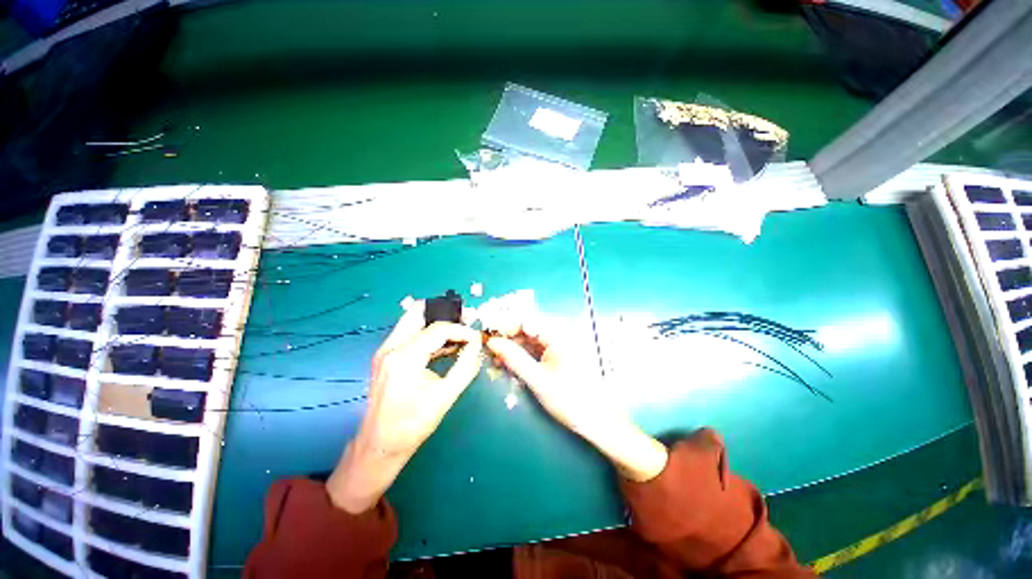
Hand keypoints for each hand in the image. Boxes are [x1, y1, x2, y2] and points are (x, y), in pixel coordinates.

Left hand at [327, 301, 483, 512]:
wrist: (380, 445)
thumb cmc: (413, 424)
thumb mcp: (446, 395)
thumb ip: (466, 366)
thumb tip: (477, 345)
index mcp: (405, 356)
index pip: (439, 329)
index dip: (462, 330)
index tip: (476, 337)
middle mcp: (391, 346)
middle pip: (418, 312)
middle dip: (445, 313)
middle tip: (465, 321)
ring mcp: (386, 350)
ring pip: (413, 320)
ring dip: (436, 322)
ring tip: (459, 333)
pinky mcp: (386, 356)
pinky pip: (409, 334)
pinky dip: (428, 334)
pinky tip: (444, 346)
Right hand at [481, 299, 667, 481]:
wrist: (596, 420)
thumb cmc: (569, 399)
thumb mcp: (537, 379)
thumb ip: (514, 358)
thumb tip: (492, 342)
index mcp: (558, 335)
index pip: (526, 320)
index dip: (505, 325)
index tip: (487, 335)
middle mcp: (558, 335)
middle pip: (527, 328)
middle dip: (506, 337)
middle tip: (488, 349)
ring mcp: (557, 346)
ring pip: (529, 340)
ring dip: (512, 347)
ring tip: (495, 360)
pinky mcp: (556, 356)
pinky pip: (534, 350)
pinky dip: (520, 356)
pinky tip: (508, 364)